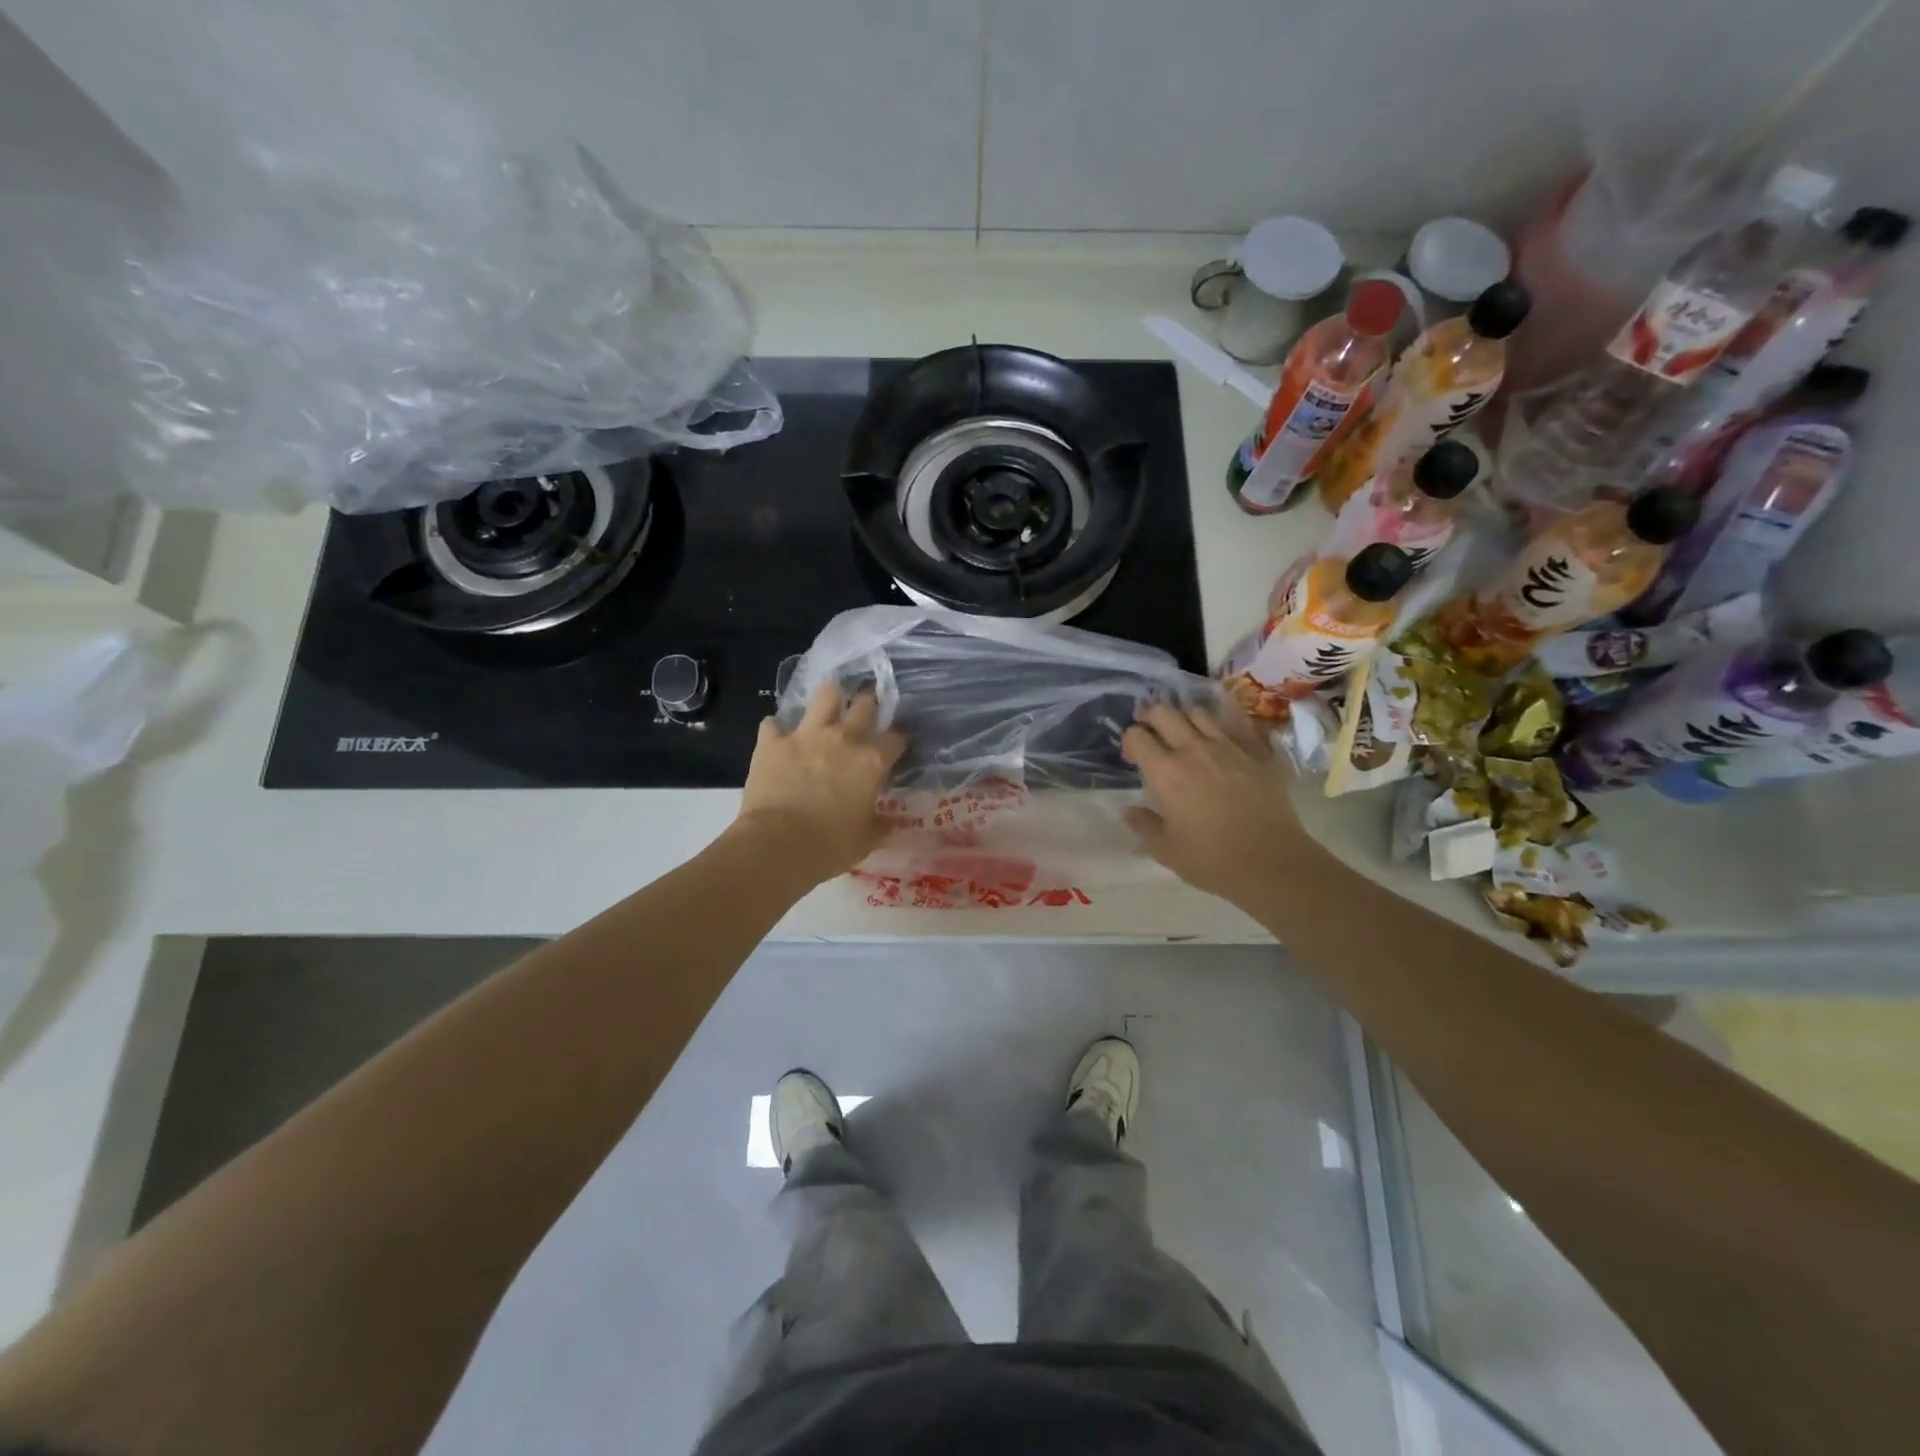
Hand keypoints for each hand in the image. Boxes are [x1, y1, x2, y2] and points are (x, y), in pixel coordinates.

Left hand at [733, 683, 905, 883]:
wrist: (777, 844)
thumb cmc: (830, 845)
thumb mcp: (866, 840)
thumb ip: (882, 825)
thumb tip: (895, 822)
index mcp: (870, 762)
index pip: (895, 739)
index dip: (896, 741)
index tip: (894, 748)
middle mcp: (842, 739)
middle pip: (864, 706)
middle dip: (868, 706)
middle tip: (865, 712)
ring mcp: (805, 735)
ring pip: (824, 696)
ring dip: (829, 697)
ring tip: (829, 703)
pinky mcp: (772, 742)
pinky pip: (772, 724)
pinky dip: (776, 730)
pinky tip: (777, 738)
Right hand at [1121, 702, 1314, 910]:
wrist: (1271, 862)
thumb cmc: (1211, 860)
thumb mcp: (1166, 850)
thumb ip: (1144, 825)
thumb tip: (1130, 811)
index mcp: (1165, 772)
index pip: (1136, 735)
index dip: (1130, 742)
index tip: (1133, 759)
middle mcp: (1192, 750)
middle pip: (1164, 712)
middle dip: (1151, 717)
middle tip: (1152, 733)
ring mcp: (1228, 747)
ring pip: (1198, 713)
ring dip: (1185, 718)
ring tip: (1185, 735)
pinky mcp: (1256, 752)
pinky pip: (1236, 724)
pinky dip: (1222, 725)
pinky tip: (1220, 738)